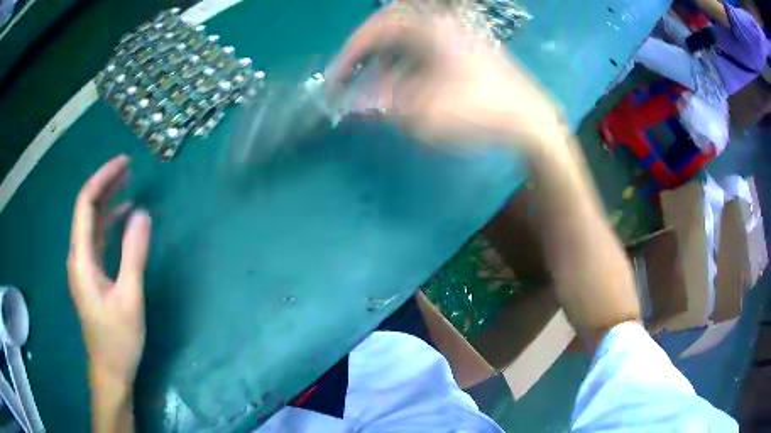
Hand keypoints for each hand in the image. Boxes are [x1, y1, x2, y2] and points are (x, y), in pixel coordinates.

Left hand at [67, 155, 150, 388]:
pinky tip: (124, 217)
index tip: (124, 163)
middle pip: (87, 209)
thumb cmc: (118, 339)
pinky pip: (98, 238)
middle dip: (105, 184)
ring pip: (92, 222)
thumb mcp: (129, 298)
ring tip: (129, 183)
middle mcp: (78, 256)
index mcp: (81, 258)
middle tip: (129, 167)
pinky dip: (110, 222)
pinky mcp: (92, 274)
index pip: (85, 204)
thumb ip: (134, 255)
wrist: (110, 371)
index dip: (102, 178)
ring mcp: (84, 266)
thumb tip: (142, 213)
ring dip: (108, 200)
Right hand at [326, 3, 563, 149]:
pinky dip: (407, 64)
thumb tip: (353, 103)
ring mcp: (455, 36)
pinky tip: (404, 86)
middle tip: (351, 76)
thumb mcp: (425, 112)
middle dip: (365, 52)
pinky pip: (424, 50)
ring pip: (407, 39)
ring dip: (386, 59)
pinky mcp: (464, 51)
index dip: (349, 53)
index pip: (375, 29)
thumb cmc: (480, 111)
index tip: (335, 78)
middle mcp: (440, 24)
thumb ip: (383, 105)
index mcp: (429, 29)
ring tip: (374, 85)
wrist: (530, 120)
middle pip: (390, 28)